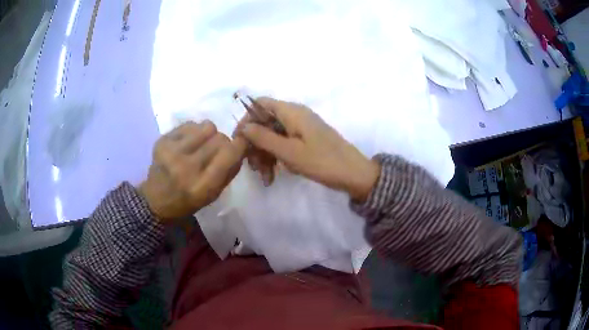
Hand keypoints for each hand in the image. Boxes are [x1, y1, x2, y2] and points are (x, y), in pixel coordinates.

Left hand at [139, 121, 246, 221]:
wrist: (156, 200)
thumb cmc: (189, 200)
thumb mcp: (215, 194)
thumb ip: (231, 170)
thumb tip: (243, 145)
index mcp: (202, 186)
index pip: (229, 153)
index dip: (239, 145)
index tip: (239, 144)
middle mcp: (186, 167)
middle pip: (220, 138)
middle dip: (223, 143)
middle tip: (215, 151)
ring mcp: (171, 152)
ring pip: (207, 126)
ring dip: (209, 134)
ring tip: (201, 145)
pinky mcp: (162, 141)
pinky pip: (191, 124)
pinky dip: (194, 131)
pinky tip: (188, 143)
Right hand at [237, 97, 379, 201]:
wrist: (354, 174)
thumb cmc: (322, 162)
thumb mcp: (289, 152)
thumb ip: (264, 137)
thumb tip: (244, 126)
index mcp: (291, 111)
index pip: (260, 104)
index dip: (246, 120)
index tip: (239, 142)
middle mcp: (295, 115)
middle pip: (265, 122)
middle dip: (255, 144)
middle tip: (253, 168)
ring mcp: (301, 128)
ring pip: (273, 135)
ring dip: (265, 155)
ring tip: (266, 178)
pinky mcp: (305, 139)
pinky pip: (284, 143)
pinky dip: (277, 157)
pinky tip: (274, 175)